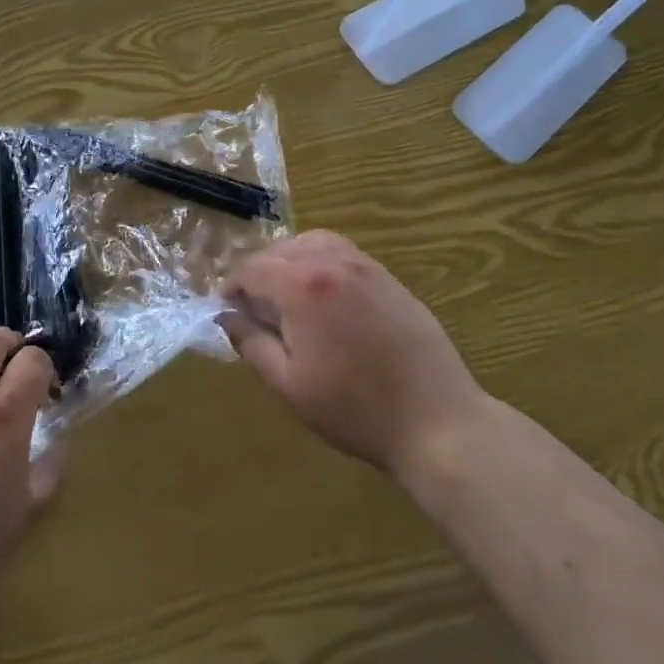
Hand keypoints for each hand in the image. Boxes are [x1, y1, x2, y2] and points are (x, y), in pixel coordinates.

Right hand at [221, 231, 485, 485]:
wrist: (437, 420)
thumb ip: (251, 344)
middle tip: (254, 311)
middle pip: (279, 250)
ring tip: (286, 298)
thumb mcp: (289, 385)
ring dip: (289, 262)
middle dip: (258, 274)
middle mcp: (332, 261)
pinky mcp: (388, 277)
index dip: (231, 287)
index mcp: (302, 286)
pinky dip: (320, 262)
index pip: (251, 268)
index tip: (226, 311)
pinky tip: (324, 298)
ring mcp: (365, 265)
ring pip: (311, 243)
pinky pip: (341, 252)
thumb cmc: (355, 408)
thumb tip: (227, 317)